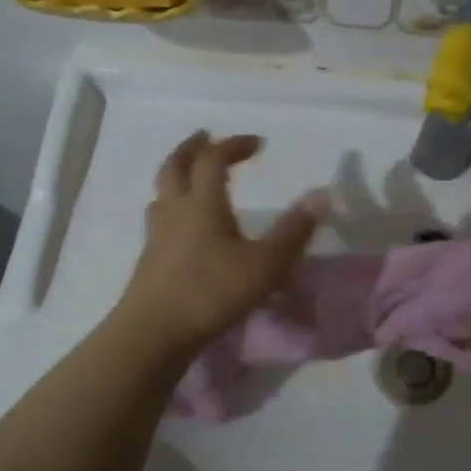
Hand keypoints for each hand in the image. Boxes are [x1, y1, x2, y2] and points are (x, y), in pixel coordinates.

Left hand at [113, 132, 326, 354]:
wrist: (153, 333)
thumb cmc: (212, 293)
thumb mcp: (265, 265)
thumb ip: (294, 231)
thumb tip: (322, 194)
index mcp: (202, 204)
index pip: (213, 159)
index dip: (234, 144)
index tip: (256, 143)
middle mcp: (175, 211)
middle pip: (175, 166)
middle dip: (192, 147)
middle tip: (205, 136)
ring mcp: (156, 236)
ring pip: (160, 193)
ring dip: (175, 176)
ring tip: (190, 178)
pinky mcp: (148, 261)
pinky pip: (158, 220)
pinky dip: (171, 208)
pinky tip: (180, 227)